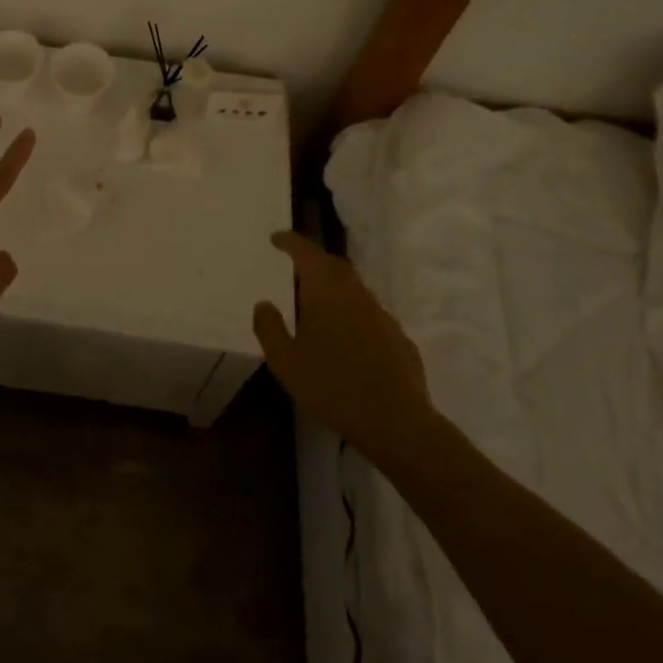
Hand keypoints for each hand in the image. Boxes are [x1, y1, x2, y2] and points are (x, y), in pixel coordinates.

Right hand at [253, 231, 434, 462]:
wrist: (396, 424)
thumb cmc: (332, 387)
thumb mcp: (286, 362)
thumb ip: (270, 328)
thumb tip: (263, 303)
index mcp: (326, 290)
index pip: (306, 252)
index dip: (290, 242)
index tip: (276, 238)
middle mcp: (355, 293)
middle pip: (333, 265)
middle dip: (314, 261)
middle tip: (295, 268)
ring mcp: (382, 314)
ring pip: (354, 290)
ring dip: (334, 289)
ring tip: (317, 305)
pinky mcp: (399, 338)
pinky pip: (370, 315)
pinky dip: (354, 316)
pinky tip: (347, 339)